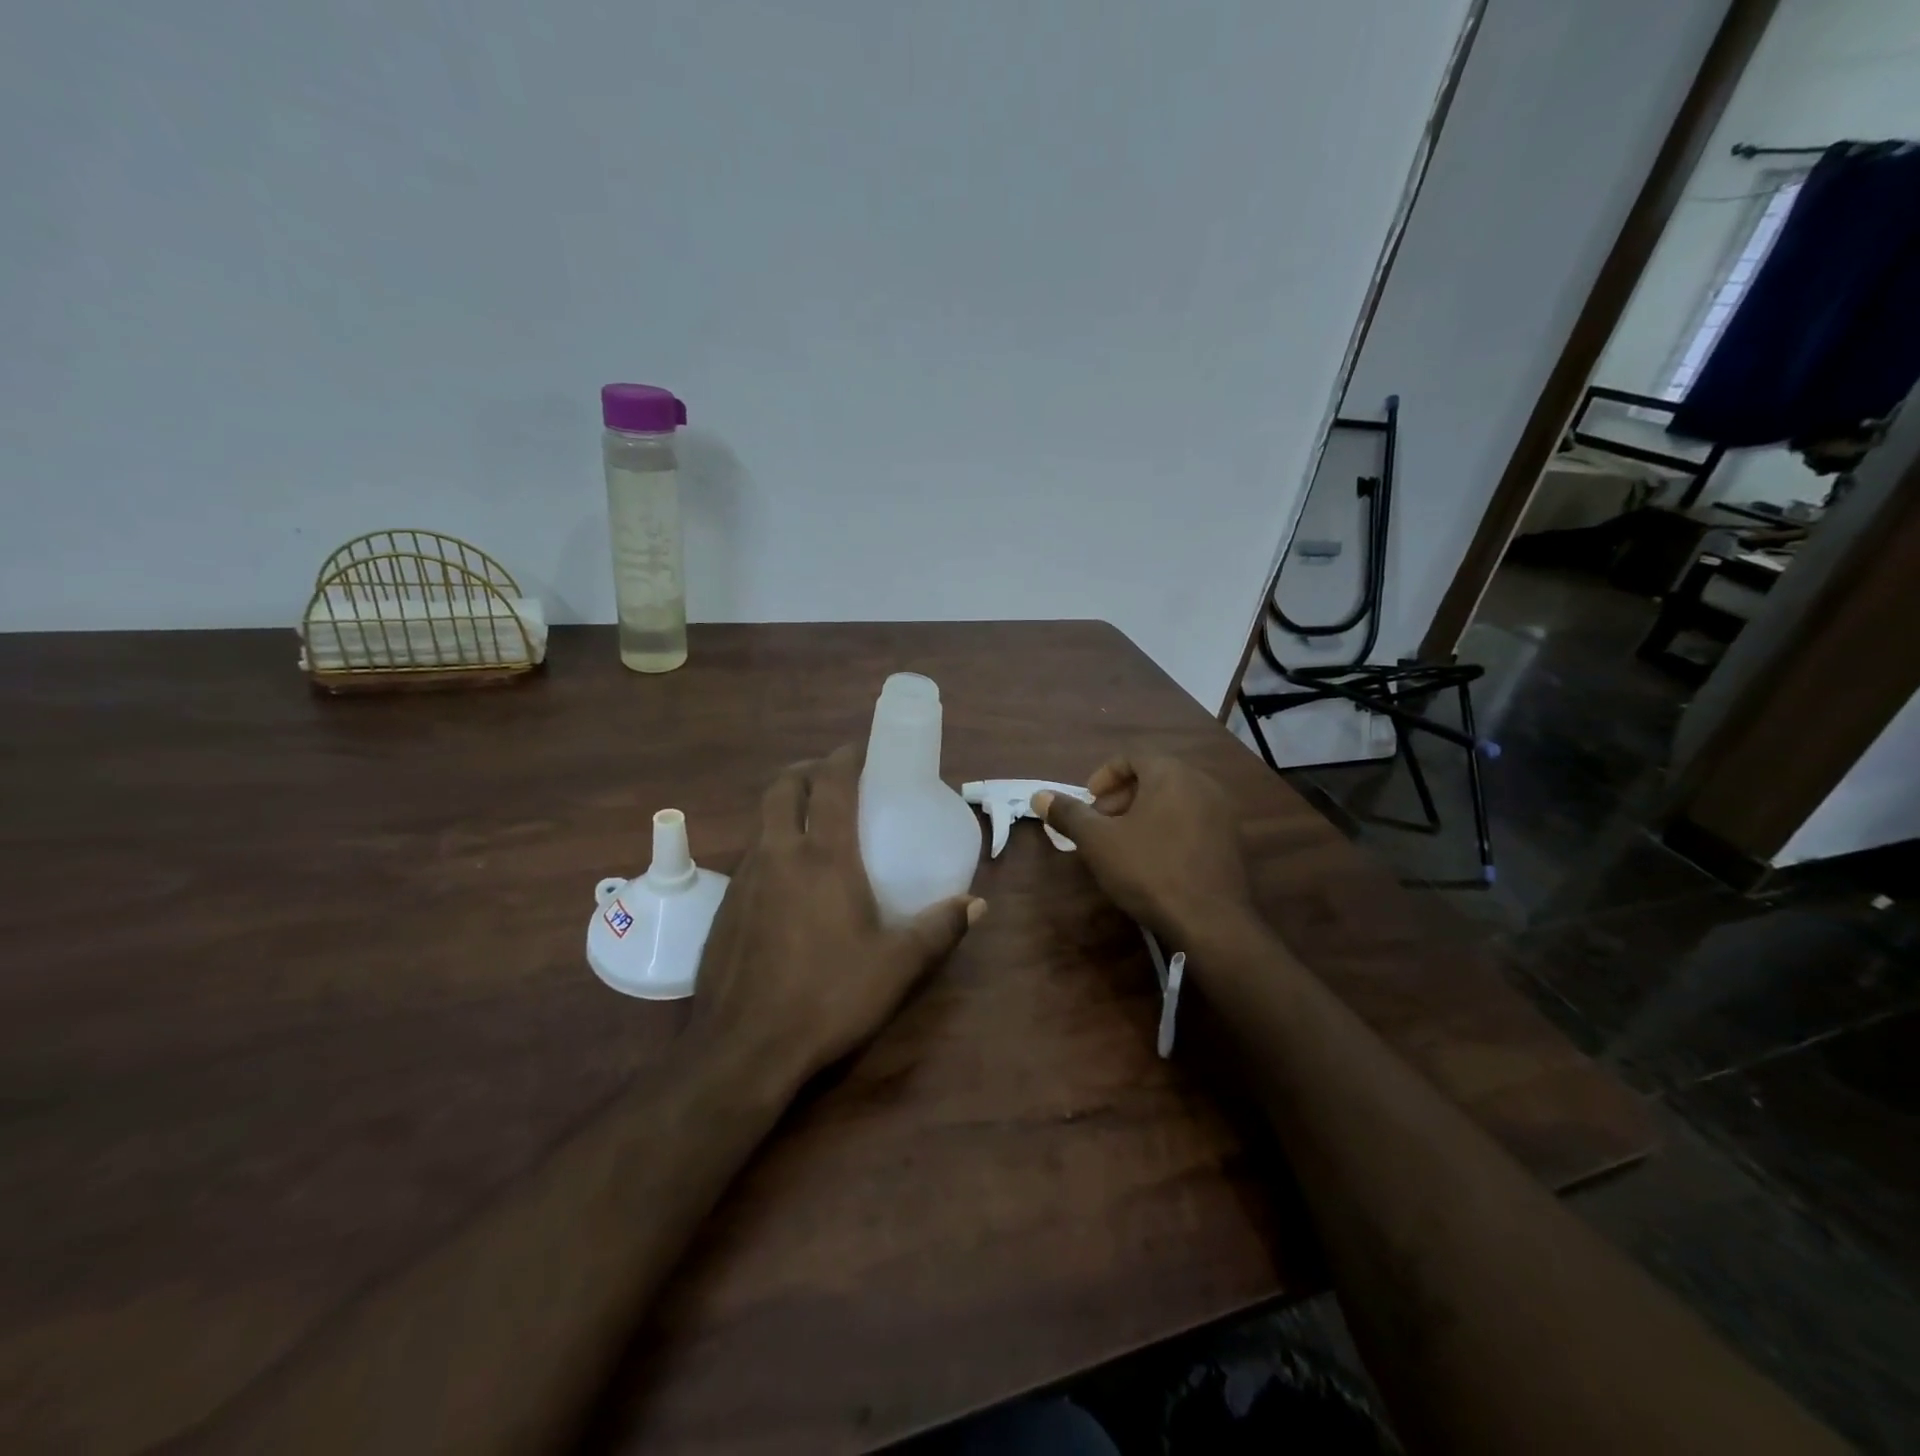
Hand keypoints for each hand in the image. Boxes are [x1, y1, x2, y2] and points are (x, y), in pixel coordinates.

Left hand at [692, 745, 984, 1088]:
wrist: (743, 1048)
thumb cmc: (828, 997)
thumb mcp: (896, 966)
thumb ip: (939, 929)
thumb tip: (976, 904)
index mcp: (823, 857)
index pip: (832, 784)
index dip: (846, 757)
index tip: (862, 749)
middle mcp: (778, 854)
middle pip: (783, 787)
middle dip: (807, 771)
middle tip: (833, 780)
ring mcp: (745, 879)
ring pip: (762, 821)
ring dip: (786, 808)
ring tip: (815, 827)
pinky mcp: (725, 907)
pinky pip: (751, 857)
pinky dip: (771, 846)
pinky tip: (789, 883)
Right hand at [1034, 755, 1255, 947]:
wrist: (1211, 922)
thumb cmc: (1149, 870)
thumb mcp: (1098, 841)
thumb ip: (1068, 814)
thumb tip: (1039, 796)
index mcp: (1170, 773)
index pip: (1131, 756)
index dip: (1103, 776)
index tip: (1088, 802)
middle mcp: (1201, 782)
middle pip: (1153, 776)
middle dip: (1121, 797)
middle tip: (1101, 824)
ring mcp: (1222, 811)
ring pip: (1173, 799)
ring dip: (1143, 813)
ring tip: (1124, 843)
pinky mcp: (1232, 840)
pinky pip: (1192, 820)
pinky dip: (1168, 827)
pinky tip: (1154, 859)